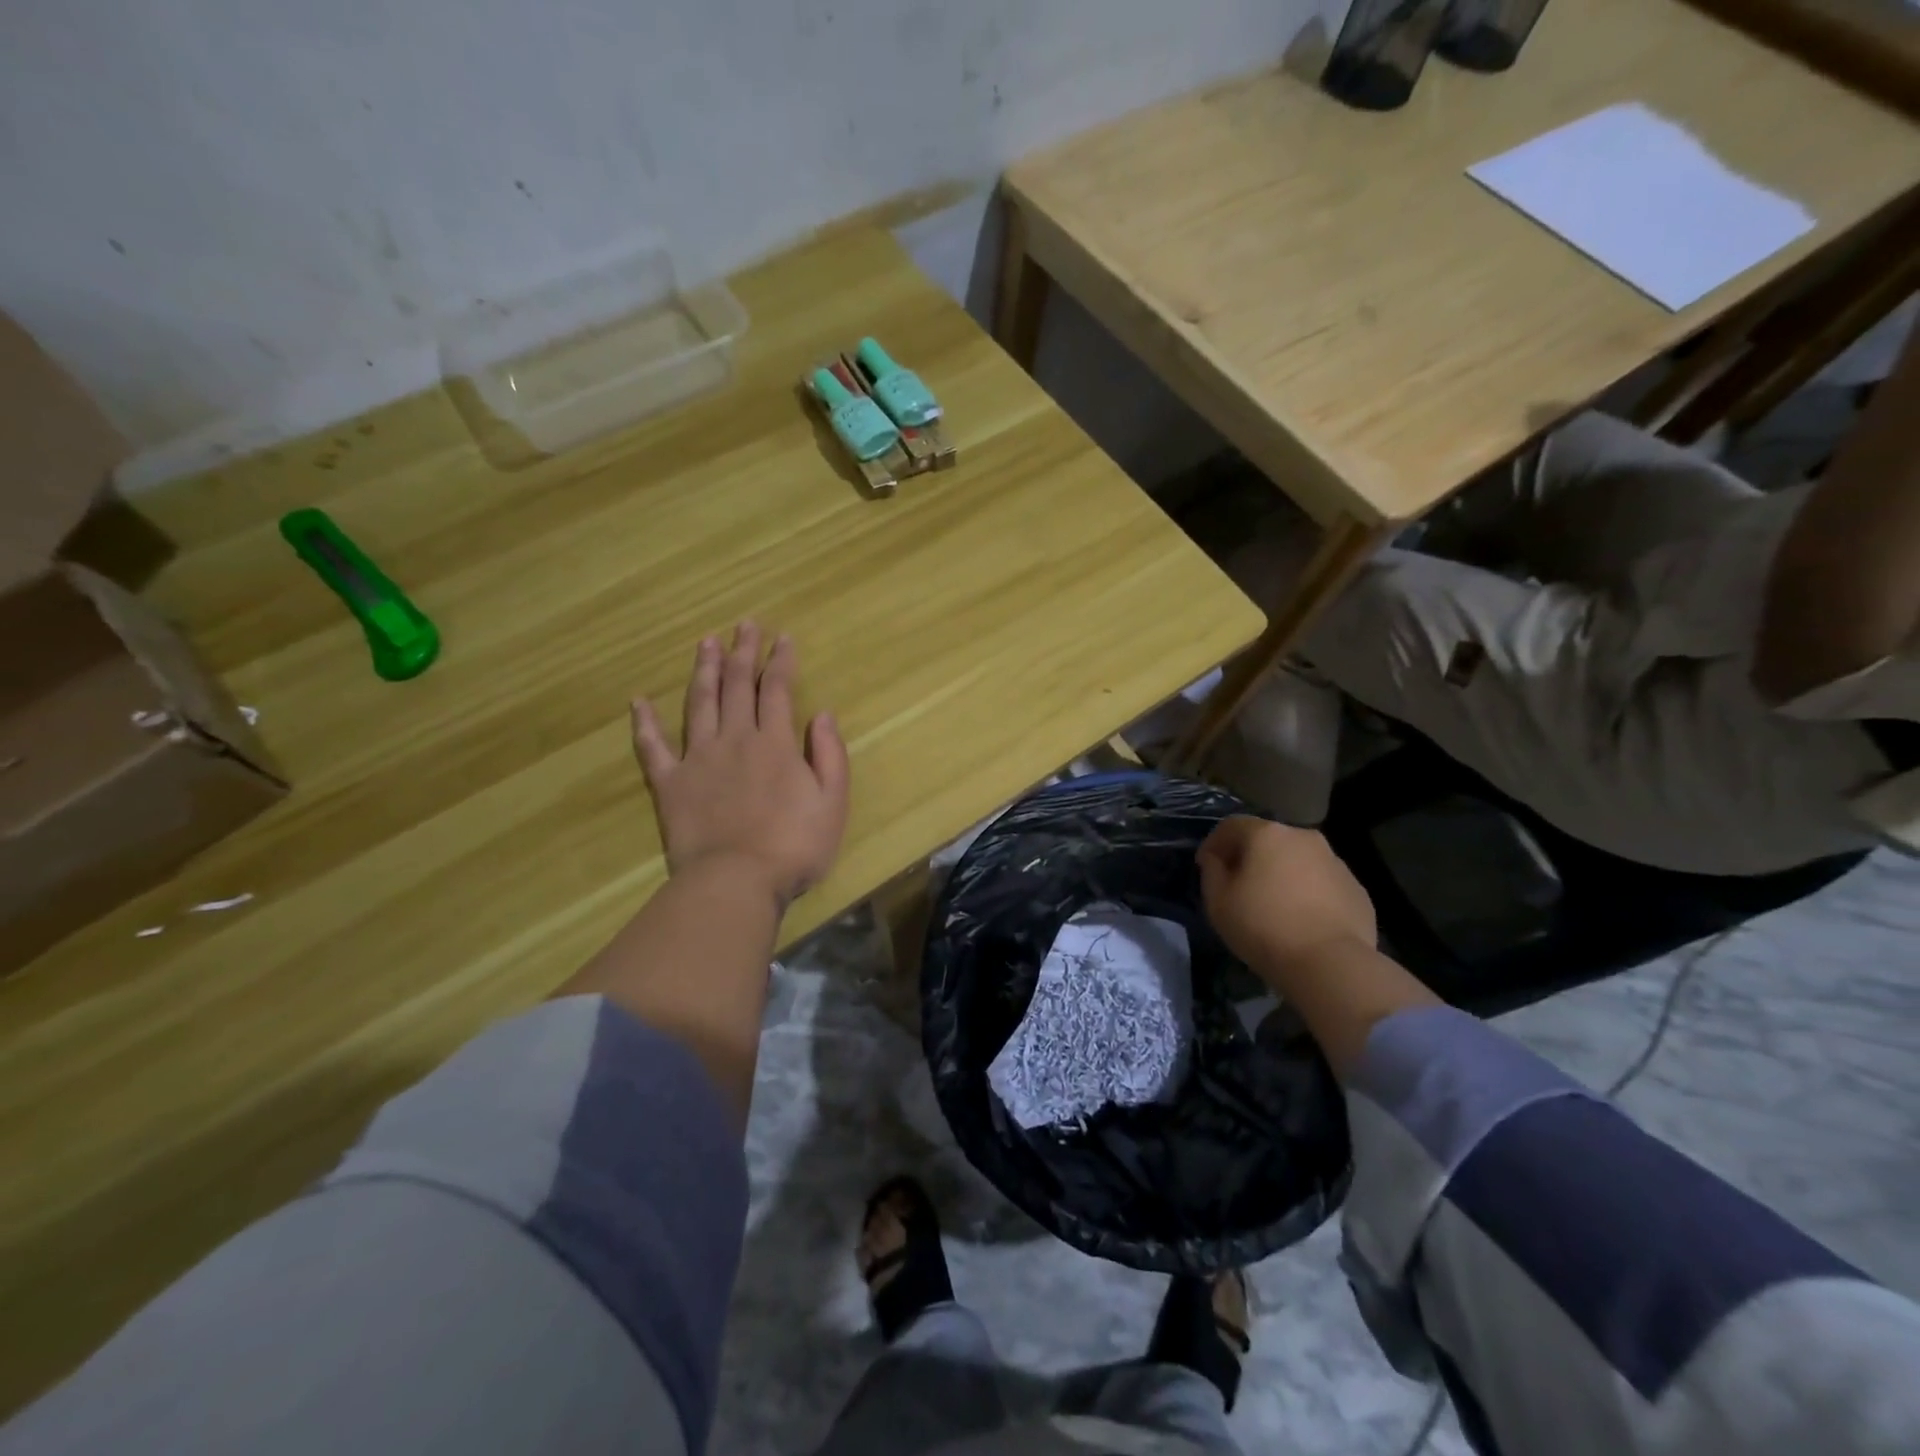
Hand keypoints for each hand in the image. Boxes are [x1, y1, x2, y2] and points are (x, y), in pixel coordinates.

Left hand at [632, 623, 849, 906]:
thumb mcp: (833, 802)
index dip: (780, 660)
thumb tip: (822, 714)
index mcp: (774, 743)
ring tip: (706, 643)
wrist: (735, 882)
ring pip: (698, 703)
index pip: (777, 689)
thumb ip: (829, 755)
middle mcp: (734, 739)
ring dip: (703, 670)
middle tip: (744, 625)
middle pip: (736, 686)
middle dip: (742, 652)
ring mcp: (697, 759)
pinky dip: (644, 723)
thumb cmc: (794, 846)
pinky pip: (653, 747)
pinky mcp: (670, 784)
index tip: (782, 637)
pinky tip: (639, 701)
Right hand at [1198, 817, 1375, 986]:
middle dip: (1250, 857)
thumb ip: (1211, 872)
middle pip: (1268, 839)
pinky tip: (1302, 920)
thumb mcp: (1218, 902)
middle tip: (1239, 885)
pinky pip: (1322, 883)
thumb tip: (1216, 859)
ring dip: (1282, 874)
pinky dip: (1308, 892)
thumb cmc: (1263, 927)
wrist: (1332, 964)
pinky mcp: (1357, 889)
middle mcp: (1303, 837)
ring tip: (1273, 905)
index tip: (1205, 866)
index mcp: (1267, 834)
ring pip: (1298, 860)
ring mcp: (1335, 862)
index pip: (1231, 826)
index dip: (1213, 843)